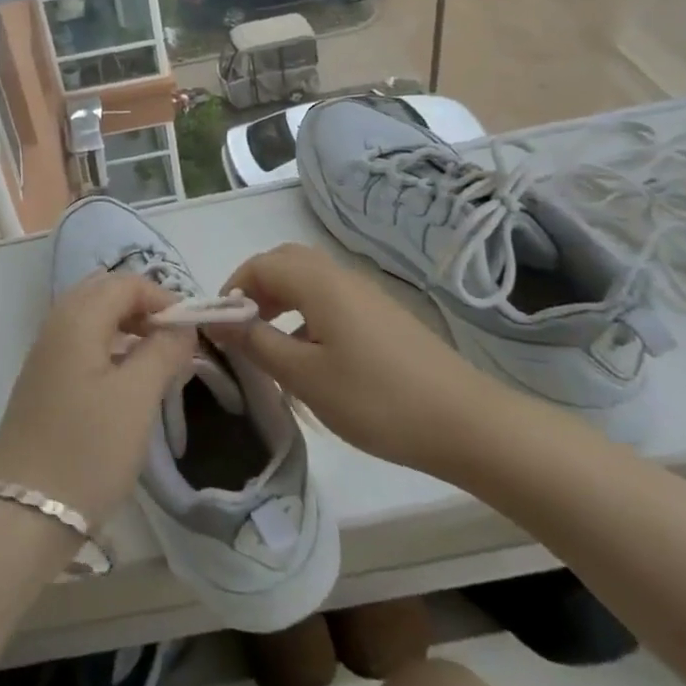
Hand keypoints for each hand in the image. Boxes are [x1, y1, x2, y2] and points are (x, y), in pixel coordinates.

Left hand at [0, 274, 195, 527]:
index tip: (191, 330)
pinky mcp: (42, 380)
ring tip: (157, 359)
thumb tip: (181, 327)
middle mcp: (56, 325)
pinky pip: (80, 341)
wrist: (24, 512)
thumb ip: (163, 351)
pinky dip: (109, 345)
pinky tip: (126, 378)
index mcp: (77, 318)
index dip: (162, 297)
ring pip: (92, 317)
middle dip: (143, 306)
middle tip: (174, 340)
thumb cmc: (87, 449)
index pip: (126, 283)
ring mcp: (44, 353)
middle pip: (105, 292)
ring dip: (127, 326)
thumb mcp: (137, 398)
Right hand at [210, 244, 507, 477]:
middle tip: (243, 328)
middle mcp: (340, 276)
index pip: (260, 264)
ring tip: (271, 343)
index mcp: (318, 282)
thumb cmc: (376, 399)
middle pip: (285, 262)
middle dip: (256, 288)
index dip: (233, 288)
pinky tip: (313, 356)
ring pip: (310, 279)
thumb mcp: (305, 376)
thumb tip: (218, 318)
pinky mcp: (383, 315)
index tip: (220, 326)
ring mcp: (366, 294)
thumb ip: (257, 342)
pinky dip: (307, 312)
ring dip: (281, 300)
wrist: (467, 423)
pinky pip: (331, 298)